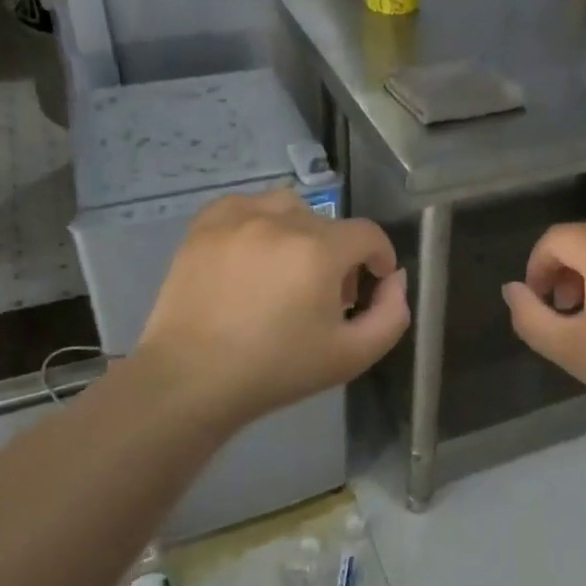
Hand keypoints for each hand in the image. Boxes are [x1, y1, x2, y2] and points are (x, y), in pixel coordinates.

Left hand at [139, 191, 409, 429]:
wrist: (191, 380)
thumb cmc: (276, 370)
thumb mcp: (352, 355)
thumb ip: (391, 314)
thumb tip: (395, 280)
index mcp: (319, 251)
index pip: (368, 234)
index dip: (380, 257)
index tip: (373, 283)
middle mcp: (281, 221)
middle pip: (329, 226)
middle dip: (339, 257)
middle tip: (325, 298)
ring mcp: (238, 218)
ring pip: (289, 208)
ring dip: (301, 233)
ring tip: (288, 270)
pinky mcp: (205, 225)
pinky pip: (246, 205)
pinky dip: (259, 221)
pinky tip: (254, 253)